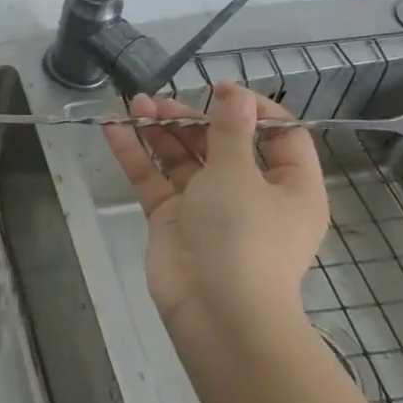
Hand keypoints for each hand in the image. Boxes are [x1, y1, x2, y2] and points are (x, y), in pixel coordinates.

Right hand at [103, 81, 327, 338]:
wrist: (216, 312)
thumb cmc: (243, 236)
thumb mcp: (239, 175)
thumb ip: (230, 131)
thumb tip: (236, 95)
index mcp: (289, 187)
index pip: (280, 136)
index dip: (252, 109)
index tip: (219, 90)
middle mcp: (251, 194)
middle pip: (222, 144)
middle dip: (191, 118)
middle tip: (160, 101)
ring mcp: (207, 207)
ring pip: (183, 159)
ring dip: (160, 131)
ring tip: (135, 105)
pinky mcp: (172, 219)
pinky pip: (154, 179)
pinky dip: (136, 155)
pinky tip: (113, 128)